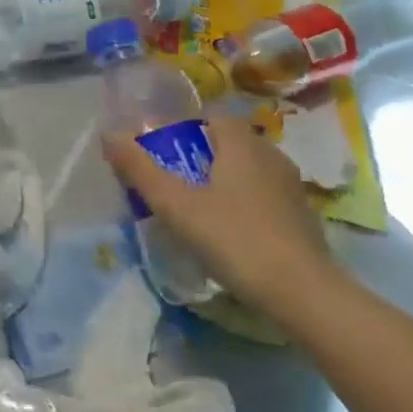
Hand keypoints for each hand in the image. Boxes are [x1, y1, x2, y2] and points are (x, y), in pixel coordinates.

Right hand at [101, 116, 335, 313]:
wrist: (304, 294)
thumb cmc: (234, 238)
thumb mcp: (176, 205)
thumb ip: (140, 168)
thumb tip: (108, 133)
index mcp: (242, 144)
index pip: (210, 117)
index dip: (182, 128)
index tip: (158, 150)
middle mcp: (270, 156)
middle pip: (228, 142)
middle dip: (198, 154)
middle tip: (170, 179)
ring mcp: (290, 187)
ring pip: (247, 169)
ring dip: (221, 179)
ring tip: (194, 205)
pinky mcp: (301, 217)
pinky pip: (262, 195)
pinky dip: (241, 202)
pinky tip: (226, 229)